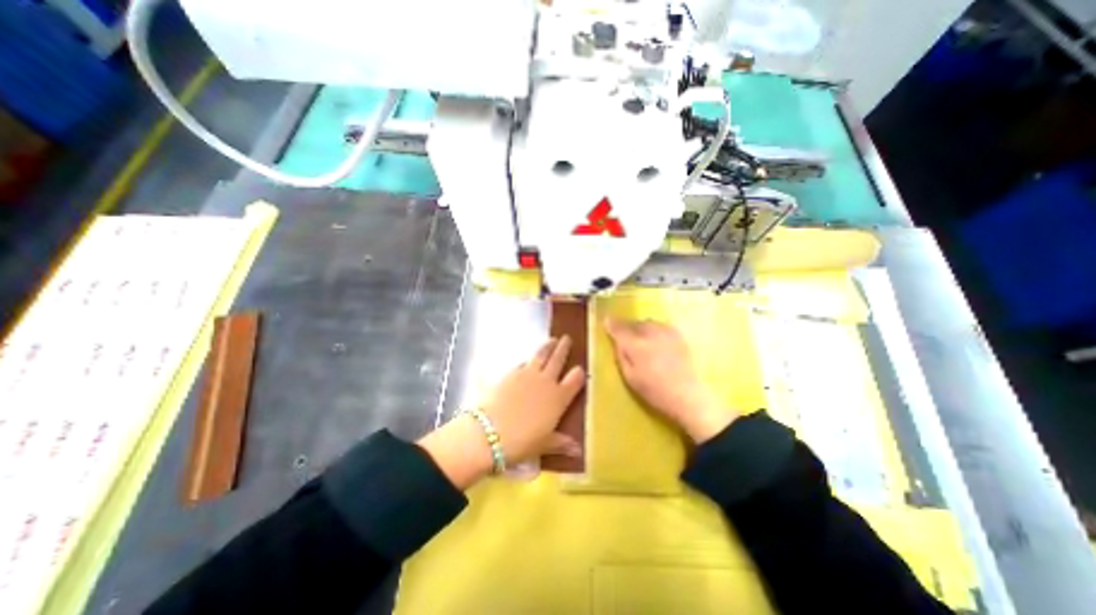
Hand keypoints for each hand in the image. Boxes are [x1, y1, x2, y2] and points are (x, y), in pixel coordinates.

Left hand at [416, 336, 581, 489]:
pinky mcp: (511, 374)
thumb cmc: (522, 442)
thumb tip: (578, 450)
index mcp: (559, 398)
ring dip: (547, 346)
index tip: (580, 369)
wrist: (490, 433)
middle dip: (564, 348)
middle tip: (567, 338)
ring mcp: (528, 375)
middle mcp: (546, 381)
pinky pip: (523, 363)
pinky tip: (527, 361)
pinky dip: (527, 361)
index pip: (575, 379)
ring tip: (552, 339)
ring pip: (541, 355)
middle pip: (558, 359)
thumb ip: (561, 442)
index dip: (579, 373)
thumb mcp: (544, 444)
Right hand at [603, 317, 740, 442]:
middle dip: (626, 327)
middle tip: (623, 335)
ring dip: (639, 327)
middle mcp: (650, 334)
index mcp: (636, 346)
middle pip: (633, 323)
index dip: (611, 324)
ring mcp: (665, 332)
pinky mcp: (677, 335)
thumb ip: (621, 355)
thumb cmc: (653, 390)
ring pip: (646, 323)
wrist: (687, 395)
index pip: (619, 329)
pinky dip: (653, 329)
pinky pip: (659, 325)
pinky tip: (654, 339)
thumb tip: (615, 341)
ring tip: (639, 338)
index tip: (606, 321)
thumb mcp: (629, 377)